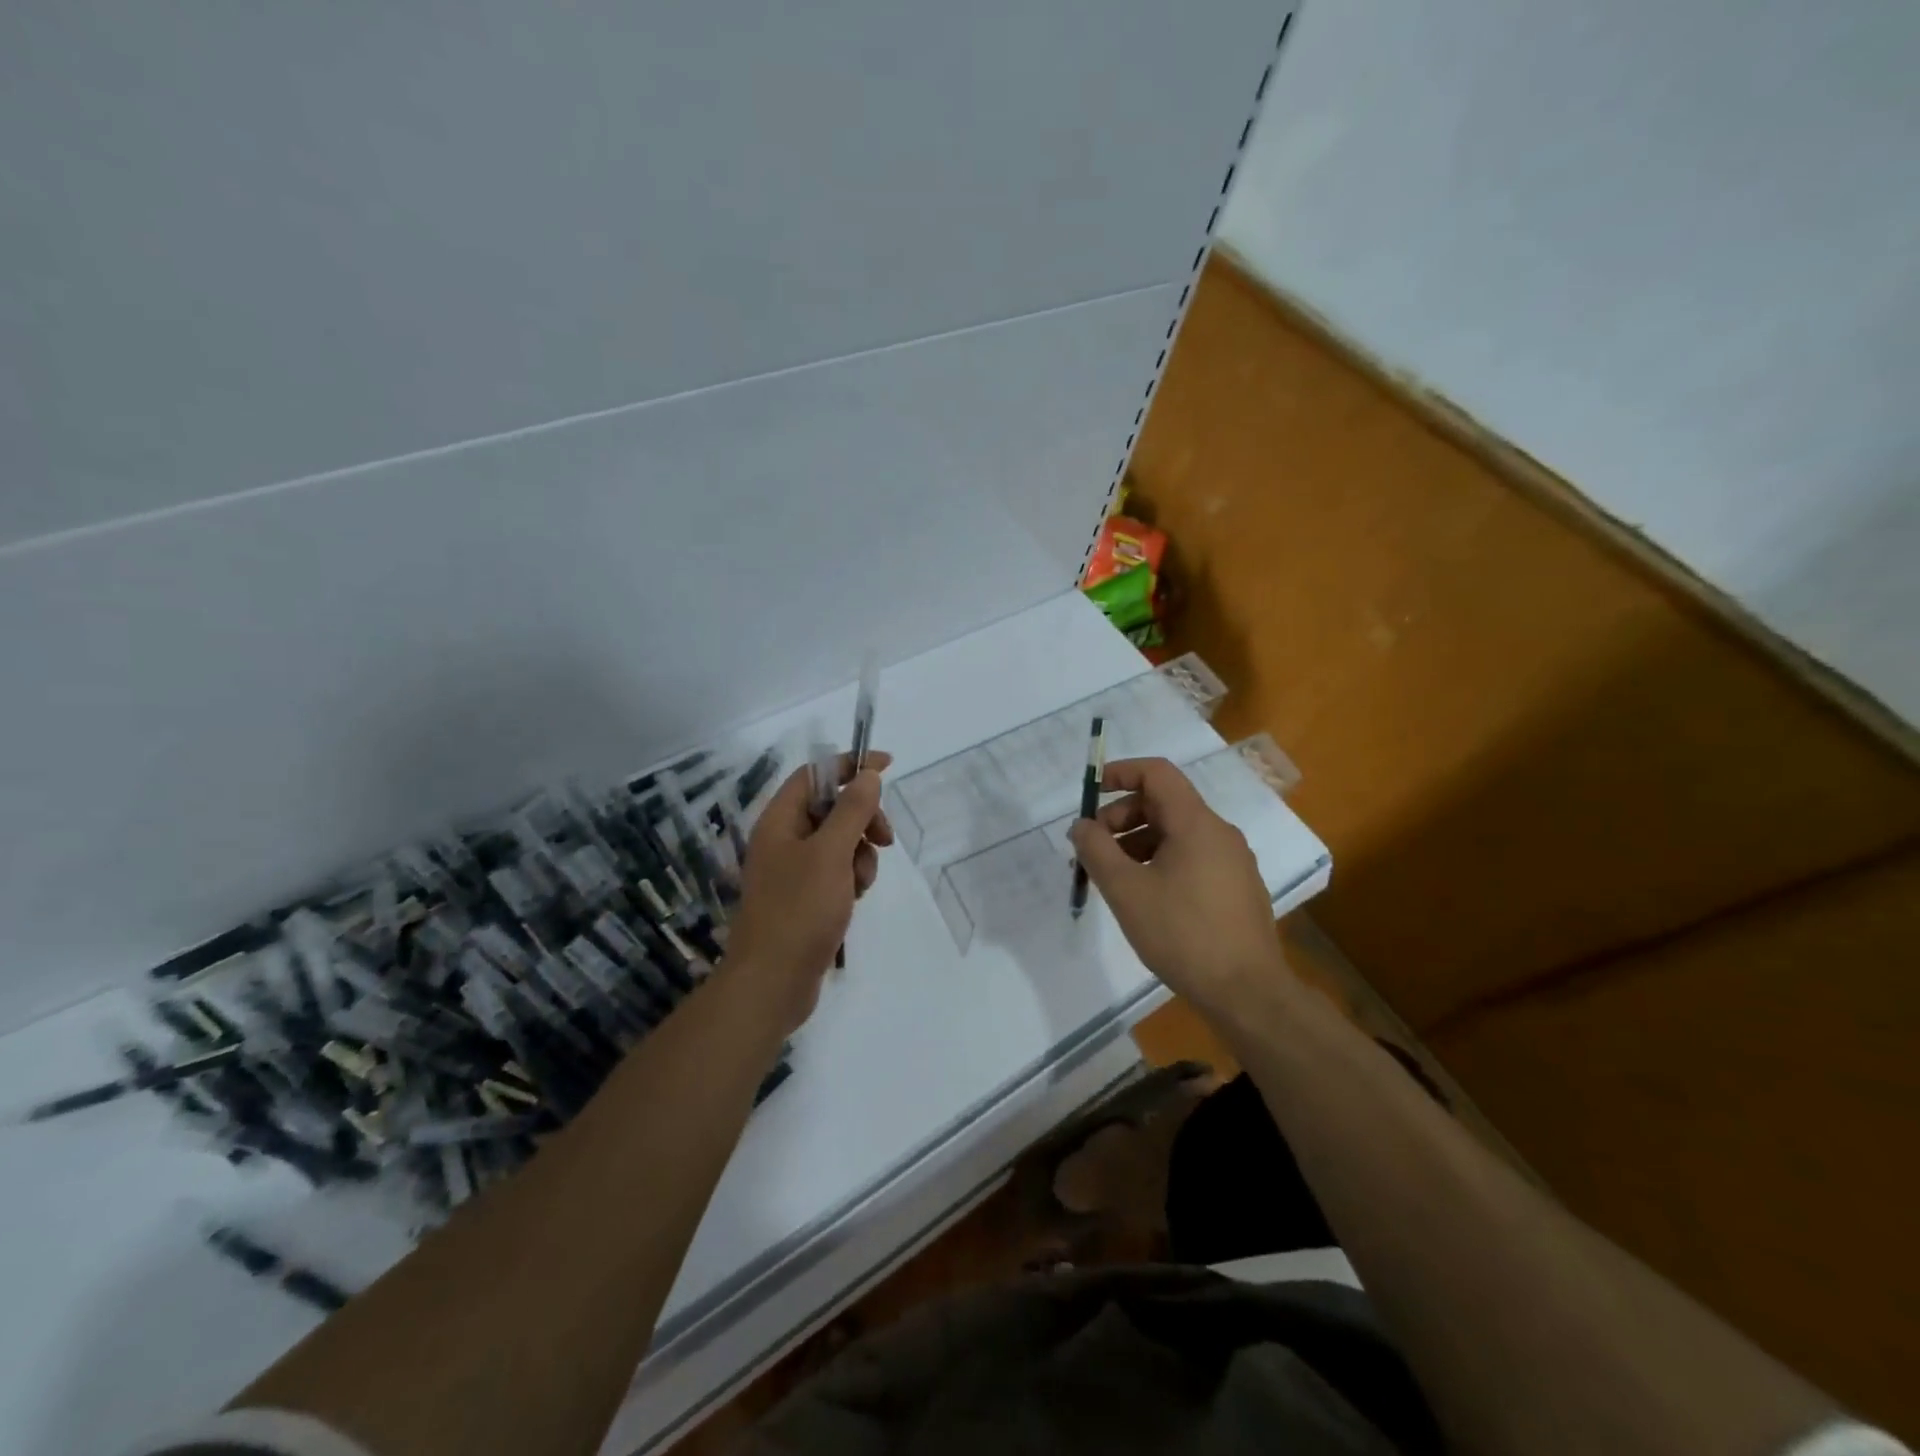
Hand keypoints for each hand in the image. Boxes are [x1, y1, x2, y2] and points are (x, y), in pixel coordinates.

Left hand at [724, 752, 892, 1035]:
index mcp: (779, 821)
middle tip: (884, 837)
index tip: (887, 765)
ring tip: (860, 883)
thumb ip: (852, 810)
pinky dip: (851, 877)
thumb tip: (868, 775)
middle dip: (862, 818)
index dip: (850, 765)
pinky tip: (855, 899)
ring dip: (860, 854)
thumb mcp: (831, 854)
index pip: (815, 774)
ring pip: (839, 841)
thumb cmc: (799, 910)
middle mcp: (783, 839)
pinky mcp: (804, 897)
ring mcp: (793, 870)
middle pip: (831, 807)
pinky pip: (836, 870)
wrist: (773, 982)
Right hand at [1068, 757, 1288, 1019]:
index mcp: (1197, 824)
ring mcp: (1233, 861)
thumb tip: (1081, 826)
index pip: (1157, 773)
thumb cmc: (1182, 934)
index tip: (1092, 792)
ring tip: (1113, 875)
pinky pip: (1193, 857)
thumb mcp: (1126, 891)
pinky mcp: (1237, 888)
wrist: (1247, 993)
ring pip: (1177, 833)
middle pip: (1165, 803)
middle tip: (1094, 847)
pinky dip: (1161, 861)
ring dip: (1138, 842)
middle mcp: (1220, 833)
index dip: (1121, 772)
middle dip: (1122, 816)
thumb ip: (1096, 851)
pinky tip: (1145, 896)